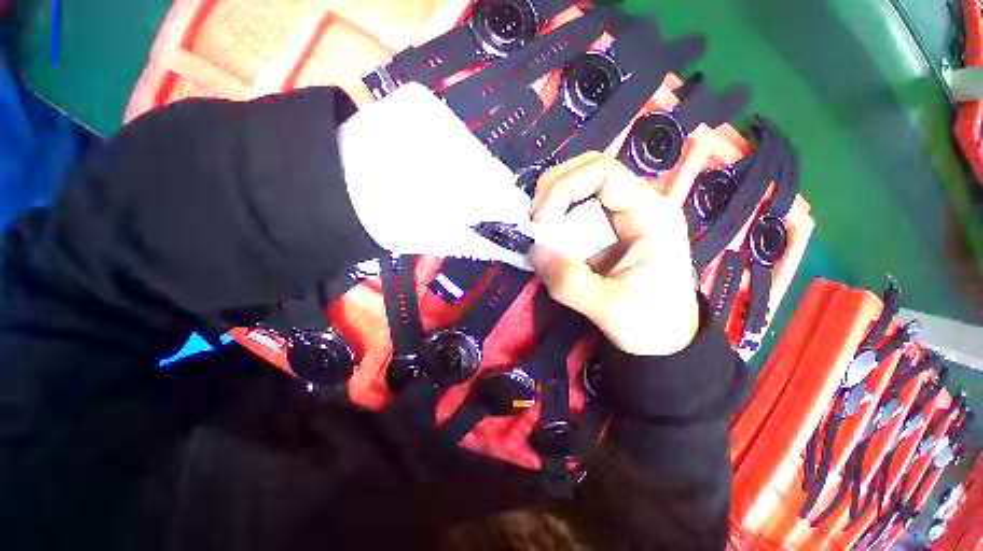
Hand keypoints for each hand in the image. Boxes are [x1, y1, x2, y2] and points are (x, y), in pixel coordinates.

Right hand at [529, 152, 699, 355]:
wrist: (666, 341)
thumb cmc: (651, 324)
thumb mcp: (609, 308)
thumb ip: (569, 281)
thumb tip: (534, 250)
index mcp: (651, 215)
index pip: (603, 172)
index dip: (564, 188)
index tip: (541, 222)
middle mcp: (639, 205)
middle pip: (588, 170)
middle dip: (553, 189)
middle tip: (534, 221)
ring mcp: (624, 216)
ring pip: (580, 187)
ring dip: (551, 202)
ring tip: (537, 229)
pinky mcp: (609, 231)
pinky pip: (576, 211)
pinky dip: (555, 219)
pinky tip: (547, 237)